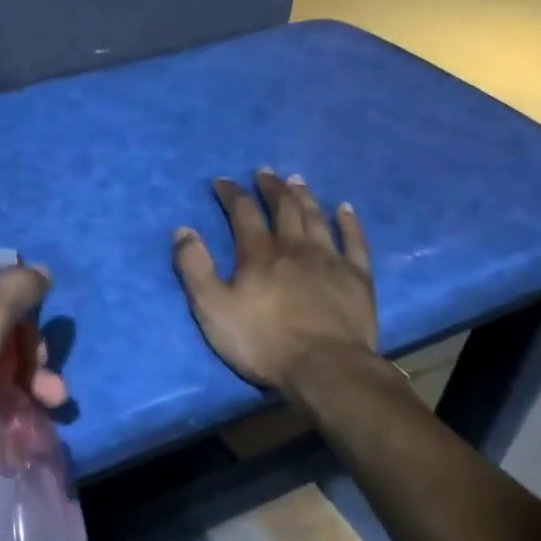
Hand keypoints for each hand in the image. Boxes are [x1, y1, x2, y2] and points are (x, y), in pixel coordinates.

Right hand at [173, 171, 378, 388]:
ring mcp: (330, 260)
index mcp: (258, 253)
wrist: (325, 368)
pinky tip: (345, 209)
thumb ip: (195, 268)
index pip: (242, 212)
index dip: (231, 193)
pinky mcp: (357, 278)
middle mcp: (294, 247)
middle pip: (283, 207)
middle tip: (264, 172)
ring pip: (316, 218)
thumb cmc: (262, 342)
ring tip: (297, 181)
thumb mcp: (212, 309)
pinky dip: (349, 222)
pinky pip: (354, 241)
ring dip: (304, 197)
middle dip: (271, 187)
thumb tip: (183, 230)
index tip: (222, 181)